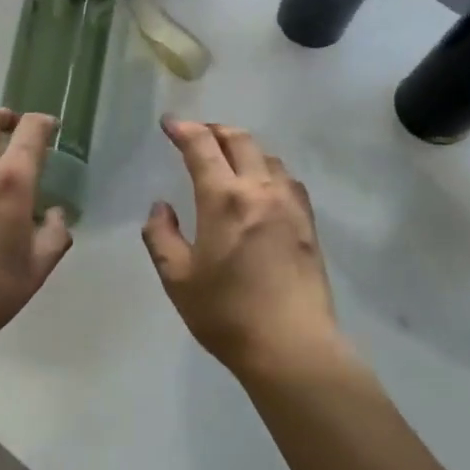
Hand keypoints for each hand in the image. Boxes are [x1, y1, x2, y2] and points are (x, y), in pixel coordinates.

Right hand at [142, 117, 339, 377]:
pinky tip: (262, 185)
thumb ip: (161, 236)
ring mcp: (290, 204)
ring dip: (244, 147)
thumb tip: (161, 207)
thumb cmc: (226, 313)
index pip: (202, 146)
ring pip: (267, 156)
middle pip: (240, 140)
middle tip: (197, 133)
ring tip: (228, 157)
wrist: (291, 346)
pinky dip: (268, 169)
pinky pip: (287, 179)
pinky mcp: (308, 223)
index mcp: (224, 199)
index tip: (168, 123)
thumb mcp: (177, 279)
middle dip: (215, 129)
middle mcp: (260, 190)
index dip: (183, 129)